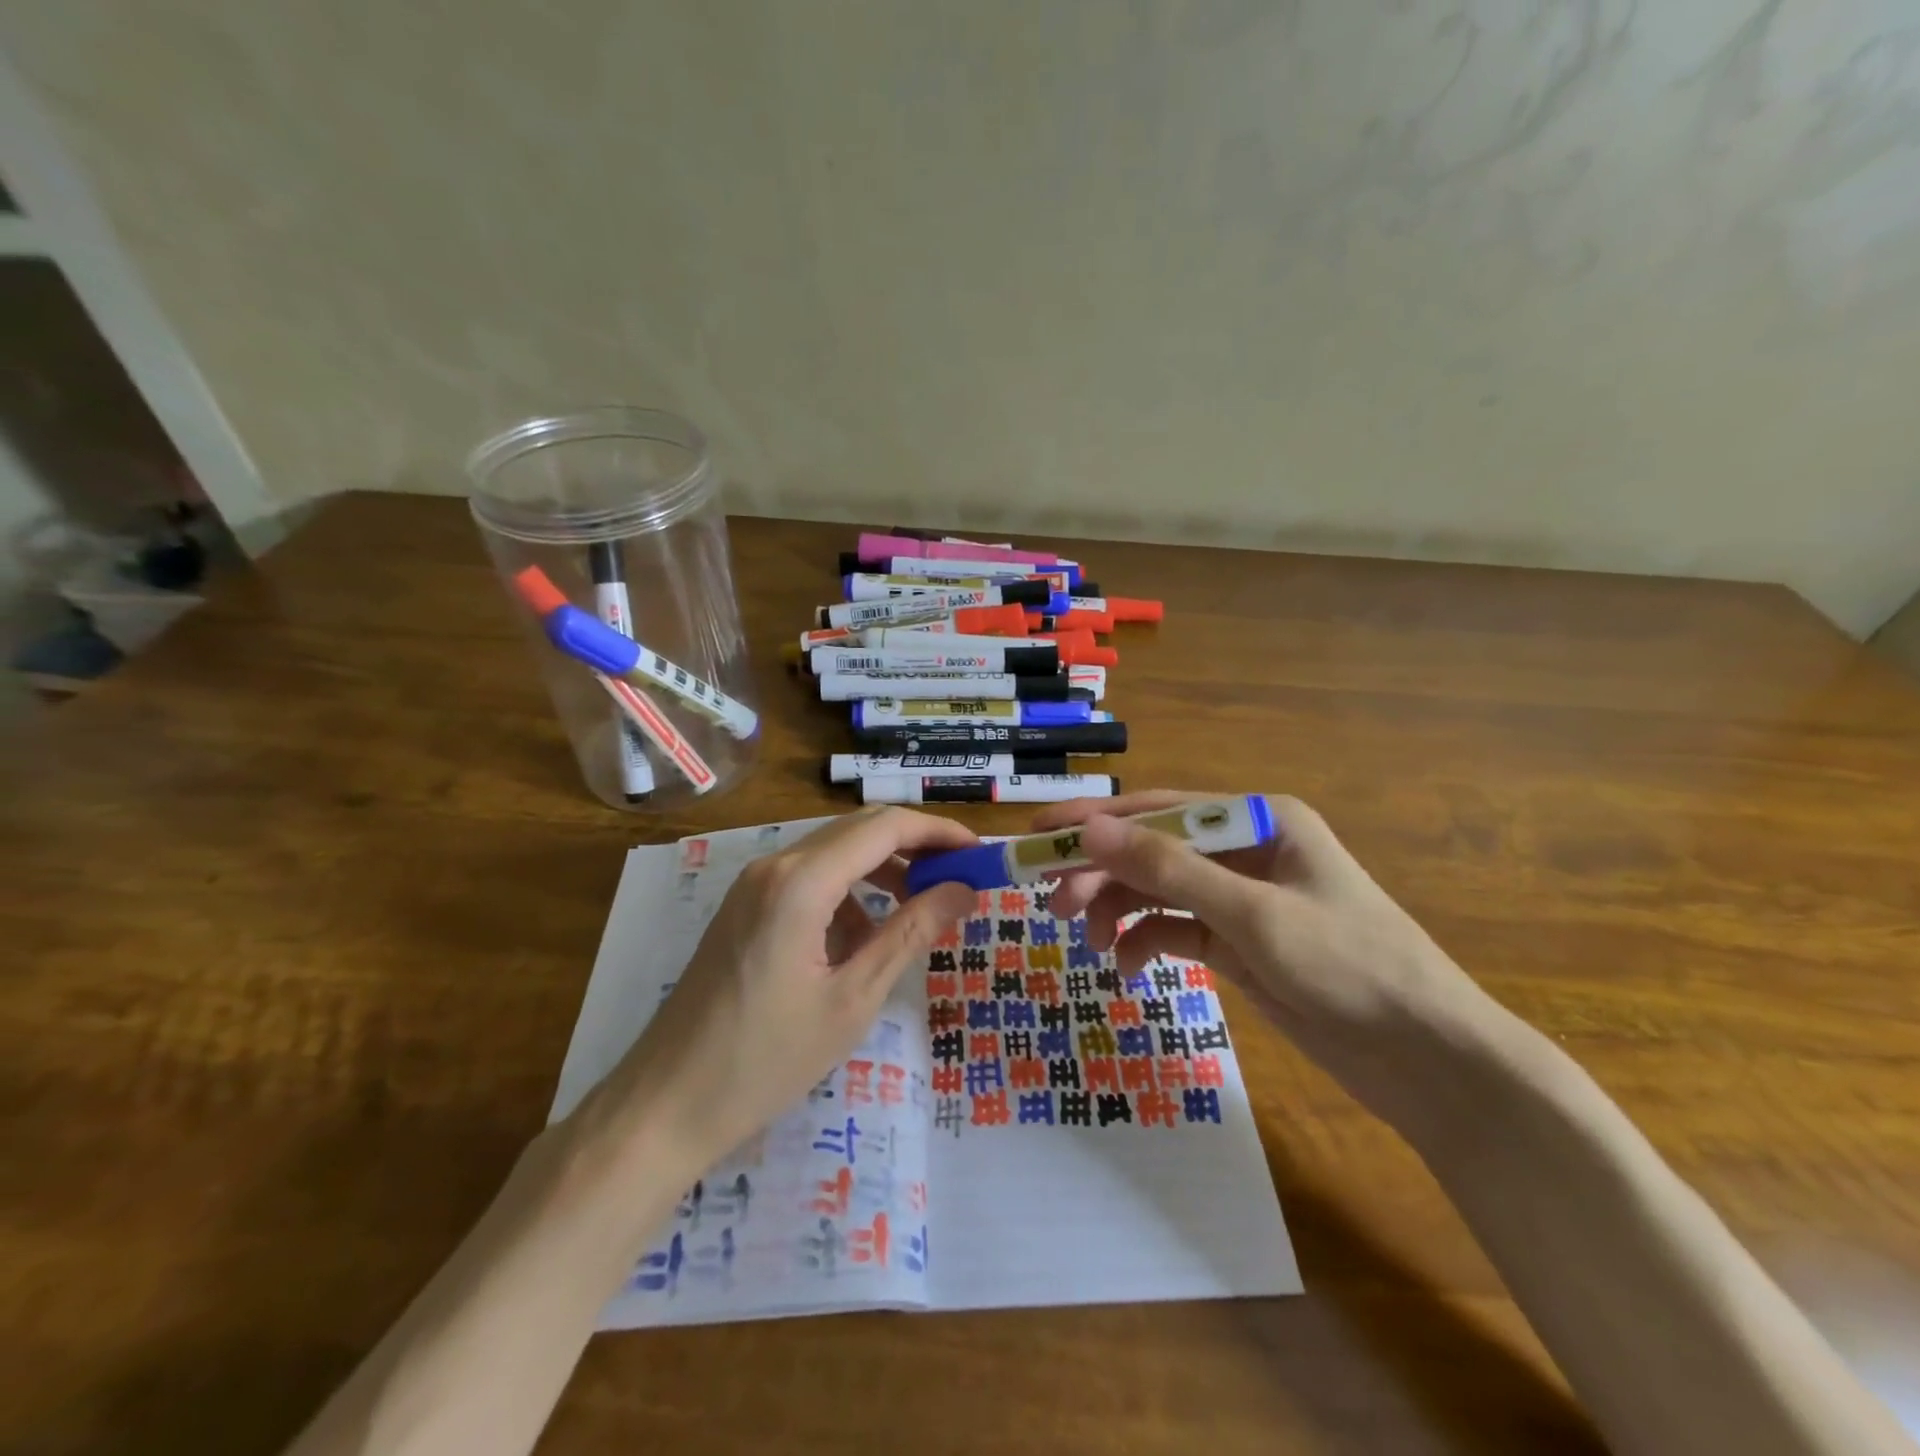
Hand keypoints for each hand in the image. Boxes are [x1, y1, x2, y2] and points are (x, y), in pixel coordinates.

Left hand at [600, 808, 979, 1163]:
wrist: (664, 1105)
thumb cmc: (766, 1060)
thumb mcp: (853, 999)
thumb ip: (911, 933)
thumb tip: (964, 890)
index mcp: (801, 881)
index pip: (885, 827)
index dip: (938, 832)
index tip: (979, 853)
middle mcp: (774, 865)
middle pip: (859, 830)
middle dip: (914, 848)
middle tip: (959, 879)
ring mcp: (753, 884)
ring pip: (834, 853)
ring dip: (881, 871)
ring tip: (918, 912)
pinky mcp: (744, 907)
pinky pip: (808, 880)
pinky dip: (847, 894)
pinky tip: (862, 940)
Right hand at [1036, 791, 1506, 1135]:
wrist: (1427, 1059)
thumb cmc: (1348, 967)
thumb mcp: (1252, 914)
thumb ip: (1167, 869)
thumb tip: (1089, 830)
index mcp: (1258, 820)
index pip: (1159, 809)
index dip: (1096, 821)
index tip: (1039, 835)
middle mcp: (1245, 850)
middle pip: (1153, 850)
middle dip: (1103, 873)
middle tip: (1055, 903)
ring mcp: (1240, 898)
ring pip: (1159, 890)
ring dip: (1120, 909)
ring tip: (1091, 940)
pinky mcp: (1238, 942)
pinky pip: (1175, 929)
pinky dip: (1147, 943)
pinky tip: (1129, 967)